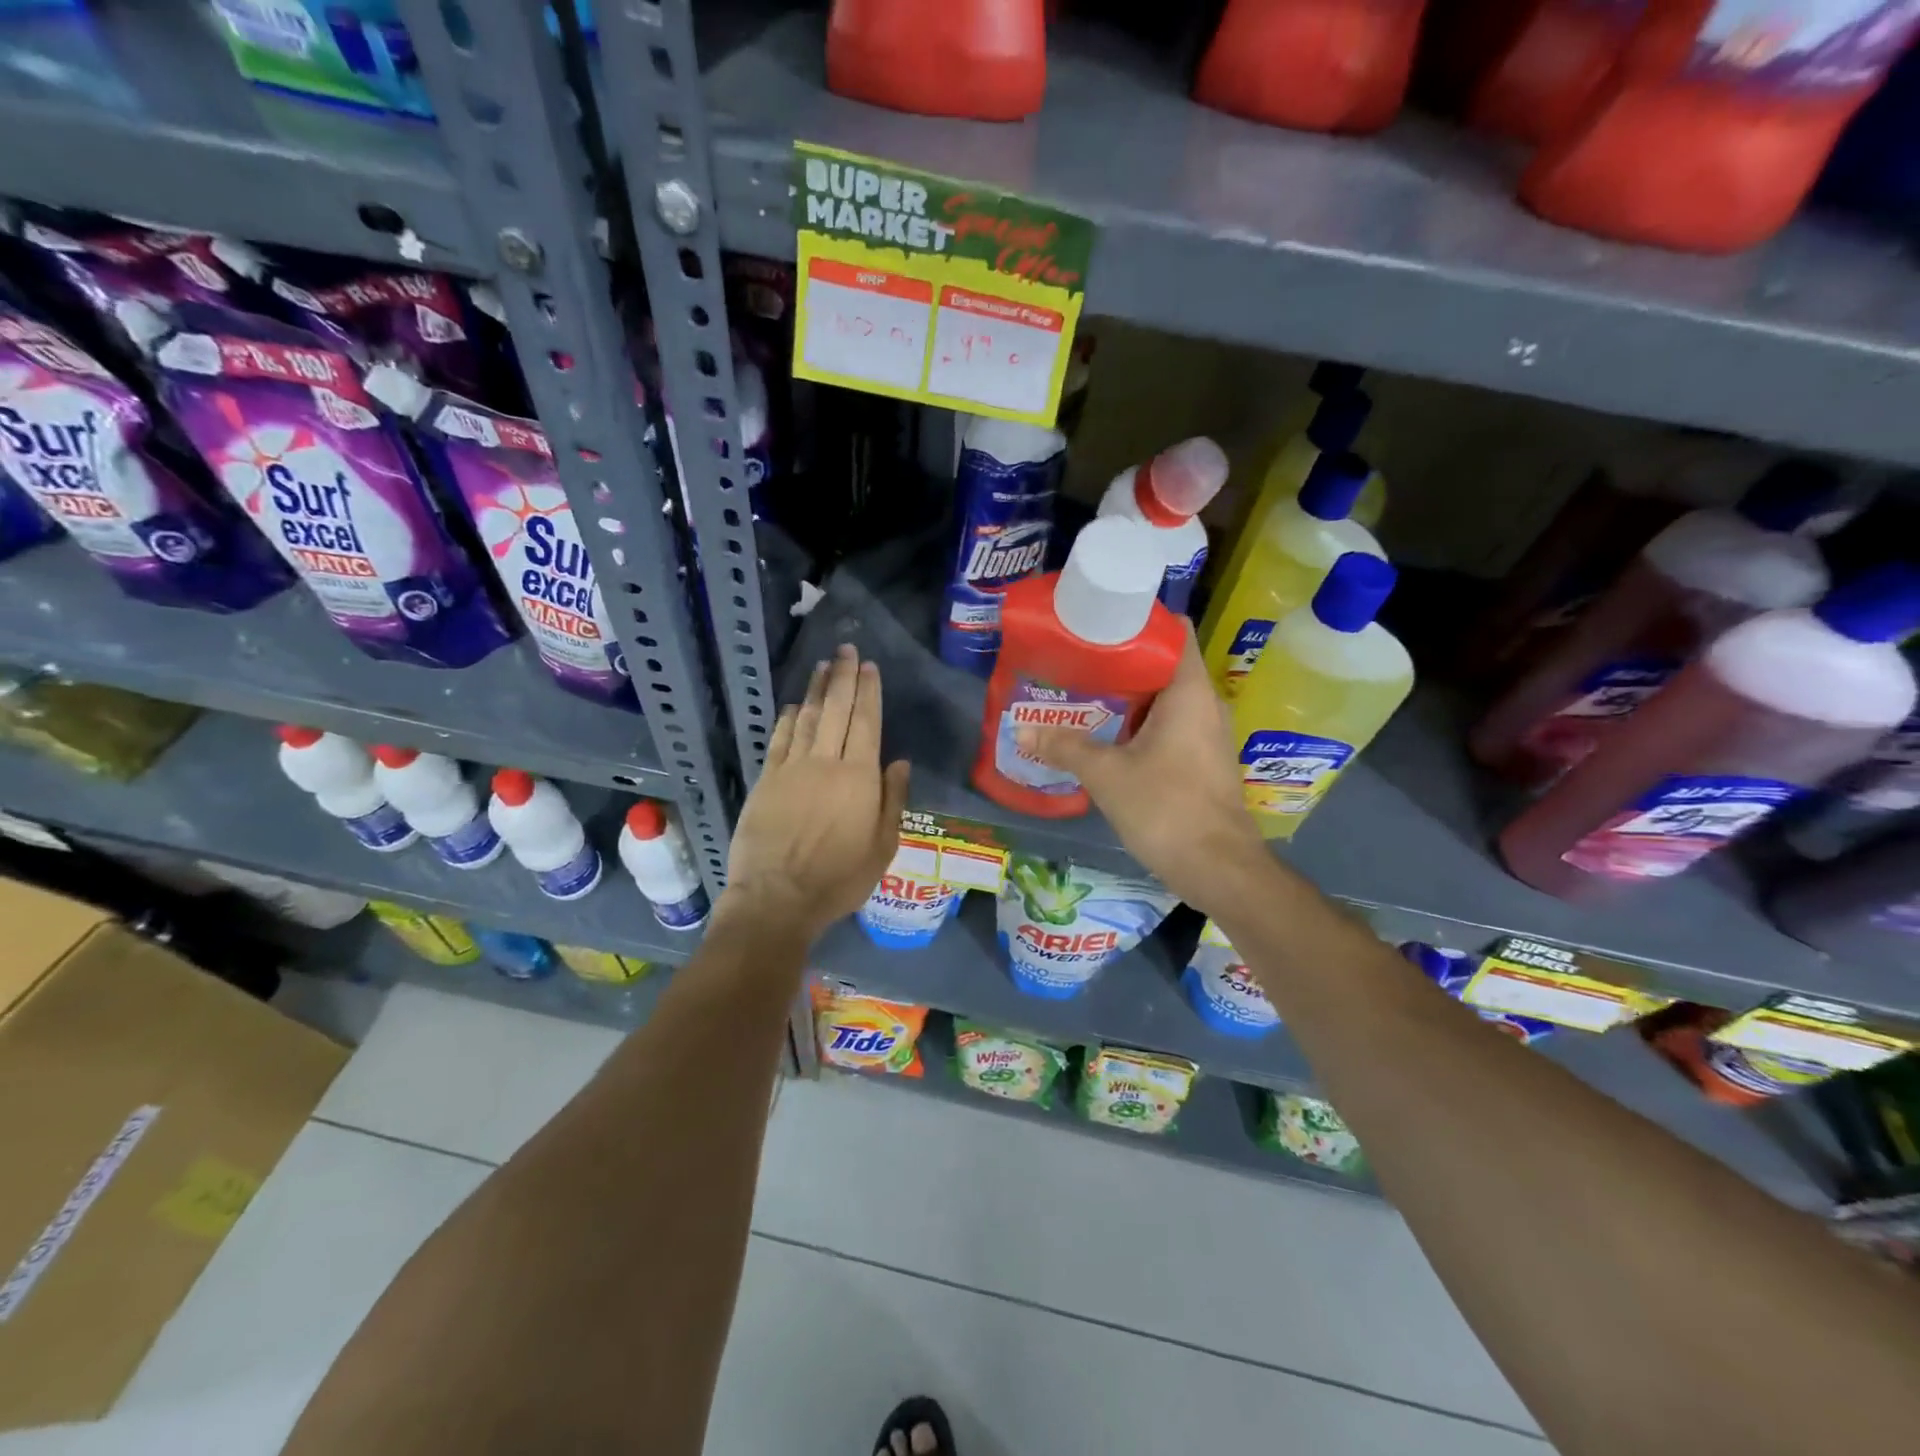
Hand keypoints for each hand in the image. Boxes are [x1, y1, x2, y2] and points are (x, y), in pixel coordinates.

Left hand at [720, 644, 909, 941]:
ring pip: (807, 718)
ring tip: (822, 667)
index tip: (868, 666)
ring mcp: (791, 769)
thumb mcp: (883, 847)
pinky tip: (794, 706)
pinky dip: (788, 719)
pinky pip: (780, 740)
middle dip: (842, 677)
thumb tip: (899, 761)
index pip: (866, 722)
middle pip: (837, 710)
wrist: (777, 898)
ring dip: (816, 690)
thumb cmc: (839, 878)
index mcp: (859, 777)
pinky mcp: (766, 780)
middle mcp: (826, 762)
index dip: (868, 691)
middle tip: (845, 649)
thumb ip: (893, 800)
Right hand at [1013, 625, 1265, 913]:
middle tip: (1074, 659)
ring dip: (1125, 696)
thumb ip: (1064, 747)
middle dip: (1119, 660)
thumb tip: (1020, 729)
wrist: (1218, 868)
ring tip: (1080, 692)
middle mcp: (1204, 703)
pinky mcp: (1200, 760)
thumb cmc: (1166, 808)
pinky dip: (1136, 723)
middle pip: (1162, 664)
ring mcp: (1205, 733)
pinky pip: (1166, 726)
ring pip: (1162, 699)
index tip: (1098, 621)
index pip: (1173, 631)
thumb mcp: (1107, 774)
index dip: (1138, 620)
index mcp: (1189, 691)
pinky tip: (1102, 734)